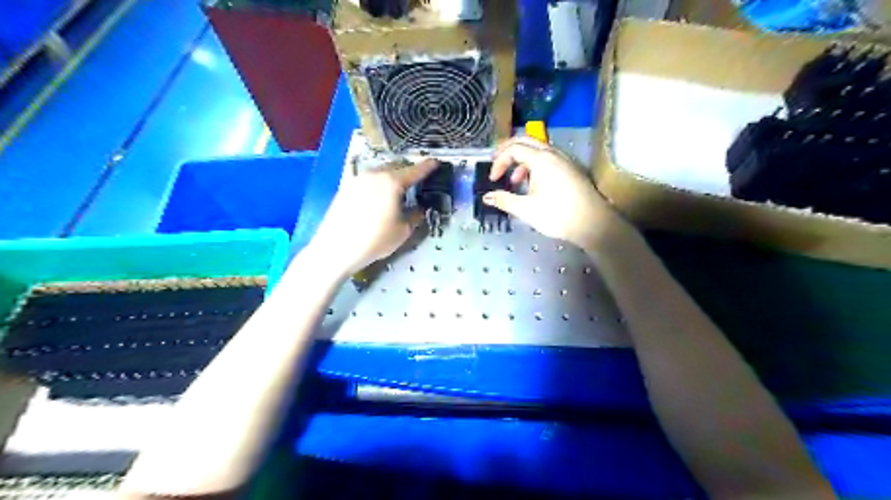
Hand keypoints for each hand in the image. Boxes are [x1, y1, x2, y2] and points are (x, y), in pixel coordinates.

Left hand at [311, 158, 441, 275]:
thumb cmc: (374, 240)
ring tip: (398, 190)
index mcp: (392, 182)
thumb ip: (415, 215)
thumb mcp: (403, 231)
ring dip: (392, 177)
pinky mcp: (346, 186)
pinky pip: (368, 180)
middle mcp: (375, 174)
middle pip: (396, 167)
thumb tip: (421, 207)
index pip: (415, 170)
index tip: (436, 163)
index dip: (428, 167)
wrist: (335, 248)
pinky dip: (378, 184)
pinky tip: (378, 196)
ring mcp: (358, 178)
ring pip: (380, 172)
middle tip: (417, 181)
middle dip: (408, 172)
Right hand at [480, 136, 633, 252]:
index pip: (514, 149)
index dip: (499, 161)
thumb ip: (504, 200)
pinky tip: (534, 186)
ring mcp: (565, 160)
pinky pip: (549, 159)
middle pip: (526, 141)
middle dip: (508, 152)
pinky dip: (535, 166)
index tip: (493, 179)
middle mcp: (554, 154)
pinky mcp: (572, 169)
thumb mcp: (526, 210)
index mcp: (542, 159)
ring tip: (516, 181)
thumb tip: (487, 197)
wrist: (594, 224)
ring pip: (538, 150)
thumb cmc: (559, 215)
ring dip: (522, 161)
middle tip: (497, 165)